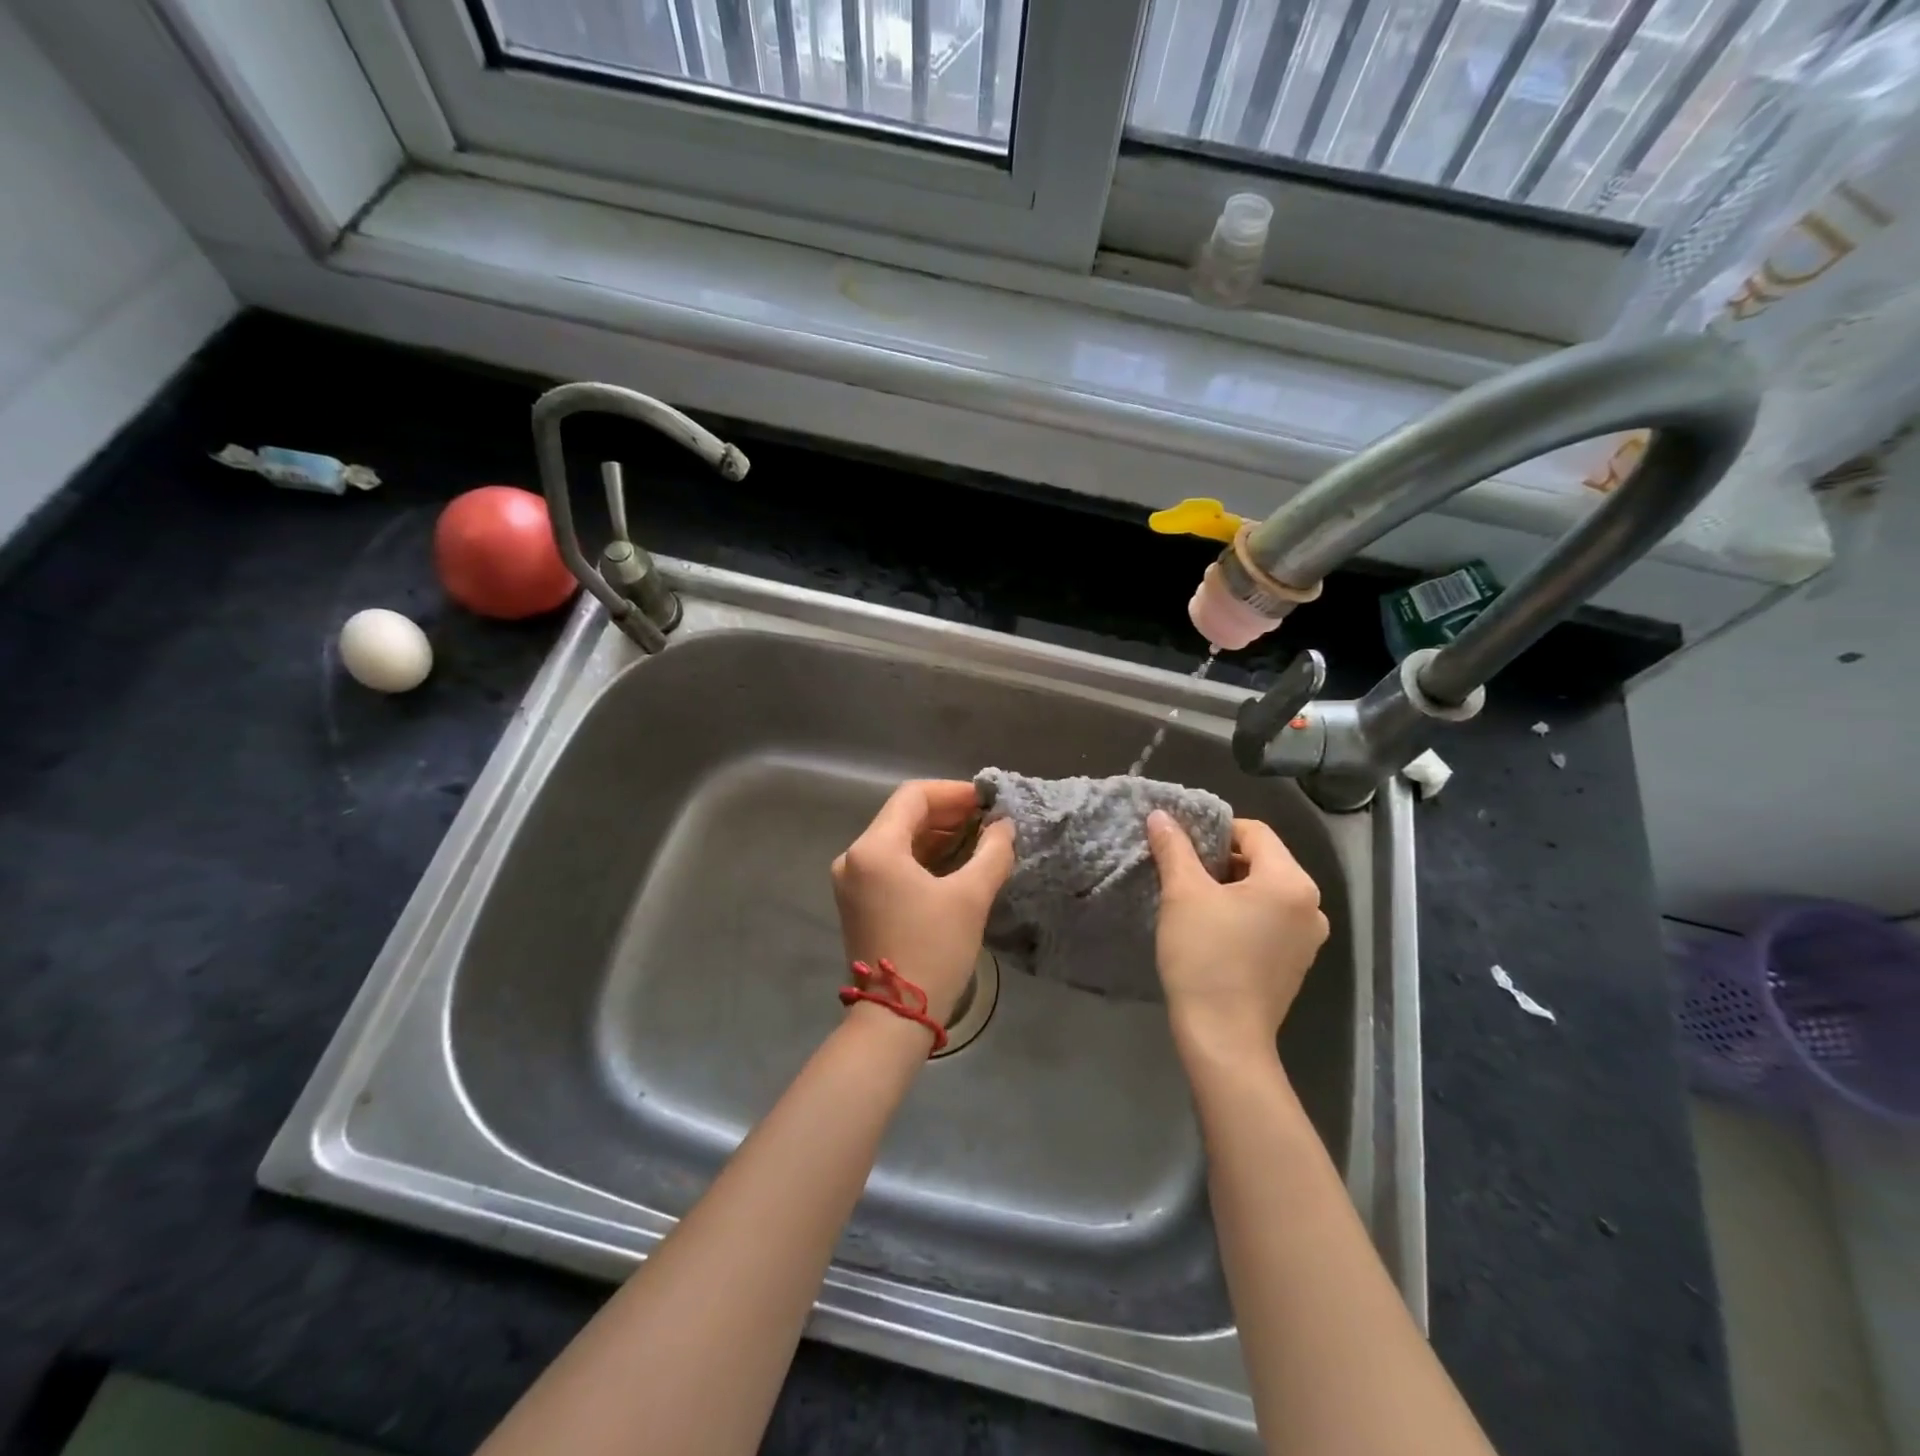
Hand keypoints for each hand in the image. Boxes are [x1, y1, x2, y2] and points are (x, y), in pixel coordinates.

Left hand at [832, 780, 1016, 1021]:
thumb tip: (1004, 826)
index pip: (914, 797)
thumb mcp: (970, 897)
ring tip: (979, 839)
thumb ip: (992, 852)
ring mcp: (852, 881)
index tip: (987, 801)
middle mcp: (855, 857)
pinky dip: (923, 858)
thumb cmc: (932, 950)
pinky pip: (892, 864)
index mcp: (874, 848)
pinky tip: (955, 863)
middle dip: (948, 814)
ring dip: (937, 836)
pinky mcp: (859, 902)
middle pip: (903, 816)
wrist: (893, 1019)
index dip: (953, 792)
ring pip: (898, 840)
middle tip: (988, 820)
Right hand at [1145, 811, 1328, 1067]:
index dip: (1215, 831)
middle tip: (1182, 873)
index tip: (1182, 847)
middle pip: (1263, 861)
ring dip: (1231, 888)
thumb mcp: (1182, 894)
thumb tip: (1160, 815)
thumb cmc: (1204, 957)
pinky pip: (1271, 920)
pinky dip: (1244, 914)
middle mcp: (1312, 905)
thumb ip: (1173, 848)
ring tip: (1194, 902)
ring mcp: (1308, 938)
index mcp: (1291, 881)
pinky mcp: (1297, 963)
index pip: (1254, 832)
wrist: (1223, 1037)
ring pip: (1266, 892)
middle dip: (1221, 861)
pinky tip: (1214, 931)